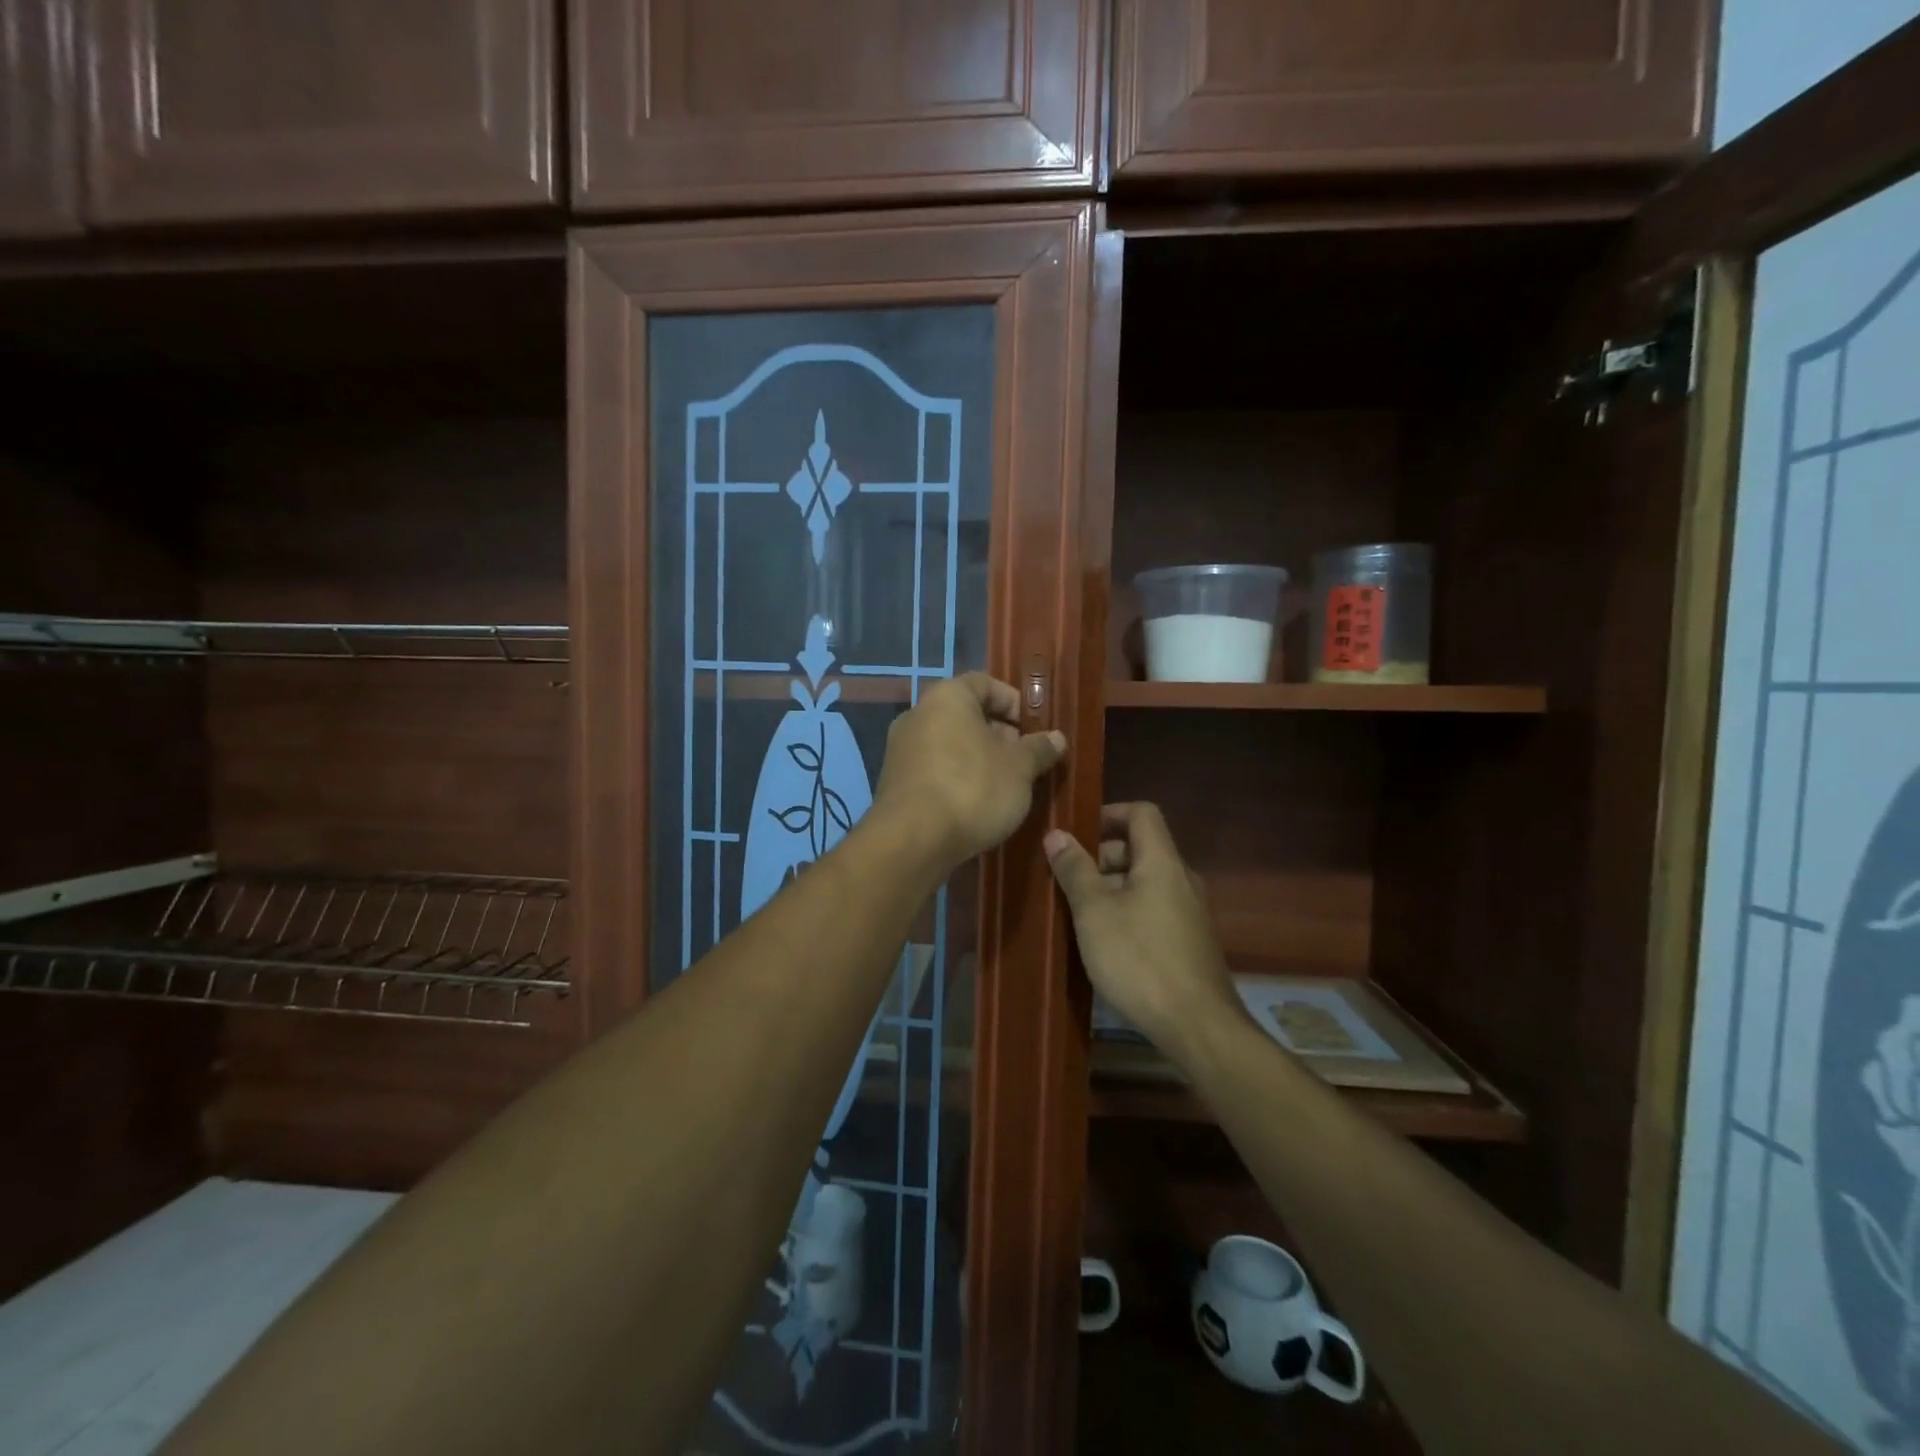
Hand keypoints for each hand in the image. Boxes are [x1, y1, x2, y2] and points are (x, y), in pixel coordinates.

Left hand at [872, 673, 1066, 875]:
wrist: (912, 841)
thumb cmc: (972, 789)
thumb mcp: (1020, 769)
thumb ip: (1039, 749)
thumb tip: (1056, 738)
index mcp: (947, 697)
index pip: (985, 683)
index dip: (1014, 702)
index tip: (1034, 728)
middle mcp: (917, 715)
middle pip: (966, 715)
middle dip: (999, 735)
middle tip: (1025, 760)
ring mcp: (901, 750)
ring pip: (950, 745)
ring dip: (979, 759)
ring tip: (1006, 786)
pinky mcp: (894, 783)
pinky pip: (934, 769)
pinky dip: (957, 779)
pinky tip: (976, 805)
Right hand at [1044, 803, 1243, 1059]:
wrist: (1198, 1026)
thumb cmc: (1140, 960)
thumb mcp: (1095, 912)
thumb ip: (1075, 870)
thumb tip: (1057, 834)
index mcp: (1162, 862)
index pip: (1141, 813)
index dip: (1108, 814)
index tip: (1076, 832)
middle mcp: (1181, 879)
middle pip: (1141, 848)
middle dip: (1101, 857)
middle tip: (1067, 878)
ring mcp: (1189, 912)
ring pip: (1145, 882)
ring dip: (1111, 888)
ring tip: (1077, 911)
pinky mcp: (1189, 942)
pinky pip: (1153, 909)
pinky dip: (1127, 911)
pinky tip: (1103, 941)